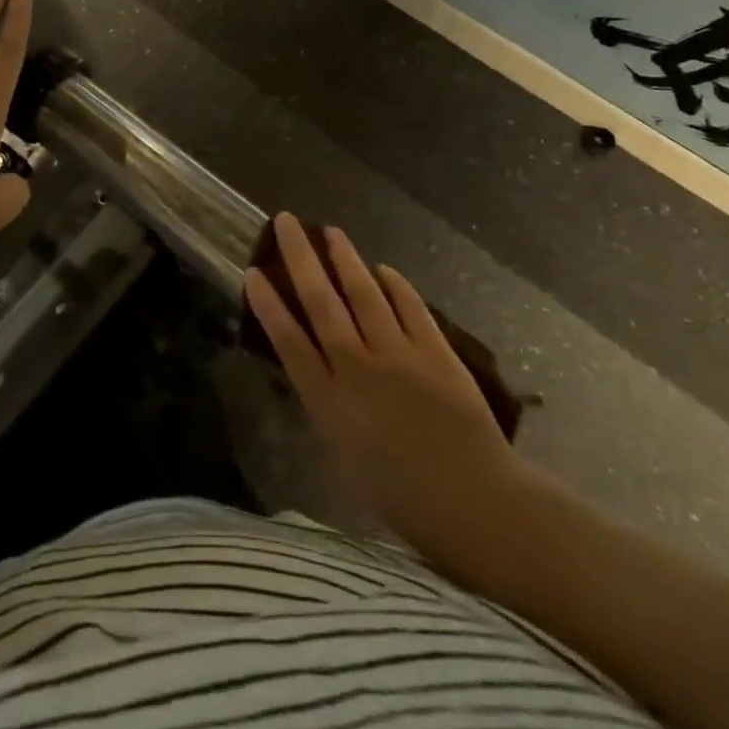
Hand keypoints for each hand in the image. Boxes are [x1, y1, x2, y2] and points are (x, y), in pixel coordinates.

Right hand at [245, 215, 522, 577]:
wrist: (476, 506)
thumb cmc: (404, 497)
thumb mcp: (347, 457)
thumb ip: (330, 406)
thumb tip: (318, 366)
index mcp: (331, 404)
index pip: (289, 342)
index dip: (268, 304)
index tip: (253, 271)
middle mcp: (359, 370)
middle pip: (322, 303)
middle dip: (300, 258)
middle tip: (286, 222)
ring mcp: (400, 356)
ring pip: (365, 294)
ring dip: (346, 259)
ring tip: (331, 232)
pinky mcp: (436, 352)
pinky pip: (411, 307)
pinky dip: (396, 285)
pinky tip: (384, 269)